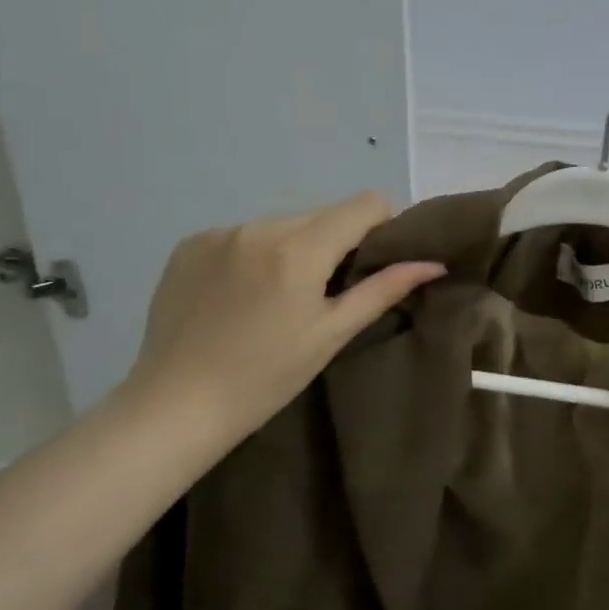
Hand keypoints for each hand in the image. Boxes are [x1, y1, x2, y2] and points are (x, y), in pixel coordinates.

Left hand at [117, 191, 444, 456]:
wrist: (175, 406)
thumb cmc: (266, 377)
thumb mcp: (332, 334)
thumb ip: (383, 289)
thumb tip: (433, 263)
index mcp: (299, 248)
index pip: (365, 203)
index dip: (383, 224)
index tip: (377, 261)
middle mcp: (259, 226)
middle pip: (323, 213)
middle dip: (337, 241)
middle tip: (329, 290)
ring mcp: (219, 232)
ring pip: (282, 223)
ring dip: (295, 247)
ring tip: (280, 297)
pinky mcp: (189, 244)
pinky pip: (243, 234)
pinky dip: (256, 254)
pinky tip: (242, 295)